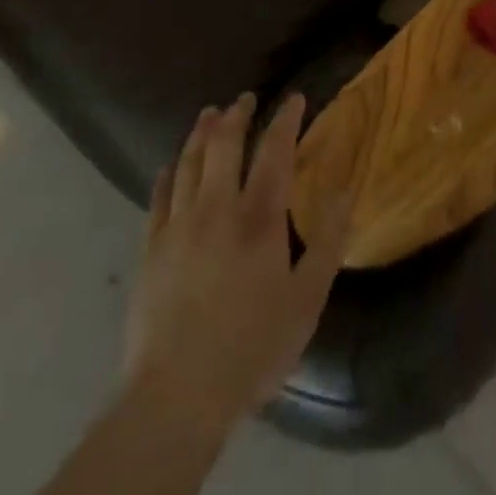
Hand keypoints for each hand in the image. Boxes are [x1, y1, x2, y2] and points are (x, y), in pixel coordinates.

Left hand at [121, 93, 347, 437]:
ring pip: (188, 163)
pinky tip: (169, 166)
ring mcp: (178, 227)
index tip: (294, 98)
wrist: (176, 396)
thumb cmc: (251, 348)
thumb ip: (328, 244)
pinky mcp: (150, 251)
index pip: (275, 152)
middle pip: (223, 146)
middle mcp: (217, 209)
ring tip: (208, 114)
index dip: (286, 120)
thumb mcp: (306, 301)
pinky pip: (158, 198)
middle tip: (244, 98)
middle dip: (236, 116)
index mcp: (259, 219)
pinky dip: (166, 175)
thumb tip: (345, 193)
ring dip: (200, 133)